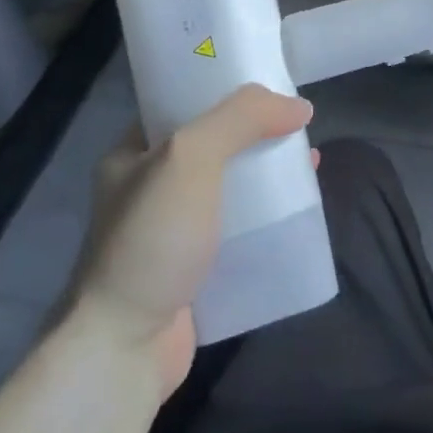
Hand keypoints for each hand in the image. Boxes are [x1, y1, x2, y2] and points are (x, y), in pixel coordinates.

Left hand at [70, 84, 312, 390]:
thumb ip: (242, 119)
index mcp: (133, 153)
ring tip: (309, 163)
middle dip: (258, 132)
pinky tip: (298, 210)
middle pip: (216, 143)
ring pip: (232, 186)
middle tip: (298, 125)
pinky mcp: (195, 268)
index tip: (271, 84)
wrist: (124, 349)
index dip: (228, 89)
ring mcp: (172, 231)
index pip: (184, 103)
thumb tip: (299, 107)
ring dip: (269, 173)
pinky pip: (240, 228)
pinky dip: (269, 216)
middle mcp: (150, 188)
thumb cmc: (152, 239)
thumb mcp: (191, 156)